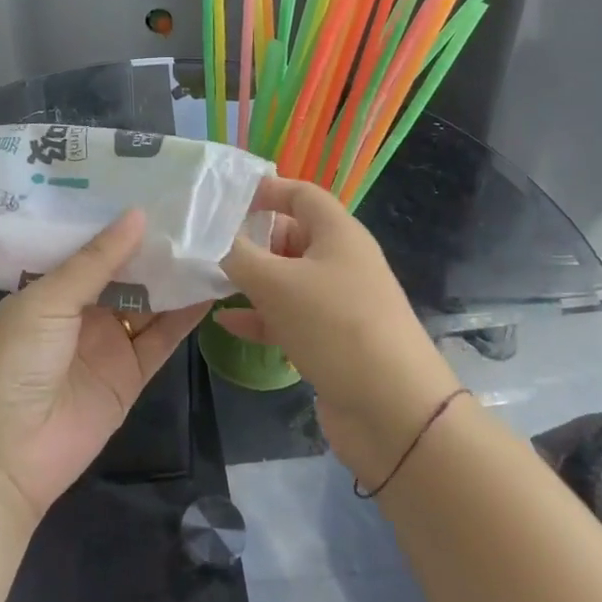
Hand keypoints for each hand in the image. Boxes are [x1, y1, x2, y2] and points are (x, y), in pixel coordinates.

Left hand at [0, 210, 209, 522]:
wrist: (2, 457)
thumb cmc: (12, 363)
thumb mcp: (47, 301)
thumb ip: (96, 261)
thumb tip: (138, 214)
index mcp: (51, 286)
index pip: (93, 245)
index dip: (122, 221)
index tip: (159, 188)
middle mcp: (82, 310)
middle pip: (126, 271)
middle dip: (156, 245)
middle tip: (198, 207)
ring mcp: (108, 343)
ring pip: (149, 301)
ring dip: (176, 276)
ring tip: (214, 239)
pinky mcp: (131, 375)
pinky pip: (163, 338)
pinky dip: (186, 315)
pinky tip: (211, 286)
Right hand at [219, 177, 459, 488]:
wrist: (393, 411)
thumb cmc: (334, 326)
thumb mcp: (276, 284)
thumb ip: (238, 255)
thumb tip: (211, 236)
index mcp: (338, 233)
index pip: (300, 194)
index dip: (265, 190)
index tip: (224, 199)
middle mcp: (342, 261)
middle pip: (292, 235)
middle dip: (252, 239)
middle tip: (208, 245)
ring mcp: (339, 303)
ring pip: (288, 279)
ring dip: (252, 280)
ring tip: (210, 281)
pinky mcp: (333, 341)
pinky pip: (290, 318)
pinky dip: (261, 317)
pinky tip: (227, 324)